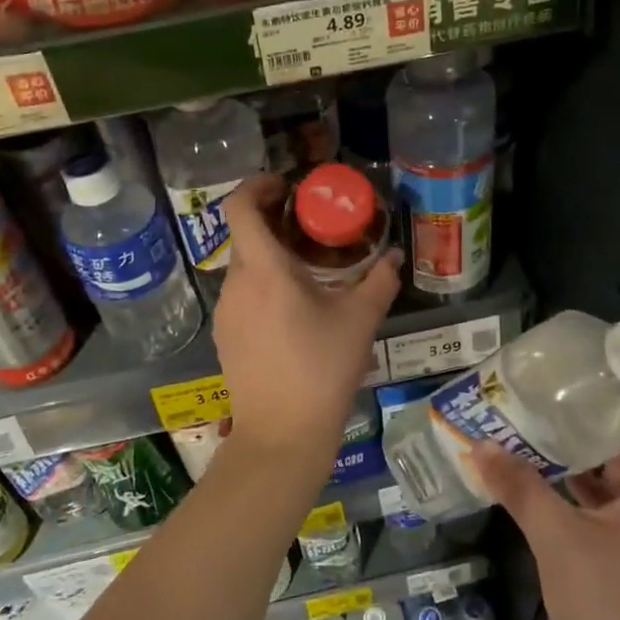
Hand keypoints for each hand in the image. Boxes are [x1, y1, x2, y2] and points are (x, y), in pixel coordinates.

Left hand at [215, 173, 400, 463]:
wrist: (282, 434)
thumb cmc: (322, 369)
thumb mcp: (359, 321)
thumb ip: (379, 282)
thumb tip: (394, 258)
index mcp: (264, 270)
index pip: (239, 207)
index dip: (256, 185)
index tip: (285, 185)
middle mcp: (236, 284)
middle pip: (244, 235)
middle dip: (273, 220)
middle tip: (309, 223)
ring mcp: (226, 312)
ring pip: (243, 266)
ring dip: (269, 255)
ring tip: (306, 267)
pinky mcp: (225, 336)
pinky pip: (241, 294)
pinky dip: (262, 284)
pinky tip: (291, 307)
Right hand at [472, 395, 619, 619]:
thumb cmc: (612, 607)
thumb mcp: (560, 539)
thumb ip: (521, 487)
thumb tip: (480, 444)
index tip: (595, 359)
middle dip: (593, 409)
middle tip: (548, 380)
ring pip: (613, 469)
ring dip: (578, 446)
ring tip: (534, 414)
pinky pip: (600, 497)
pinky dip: (573, 480)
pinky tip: (533, 467)